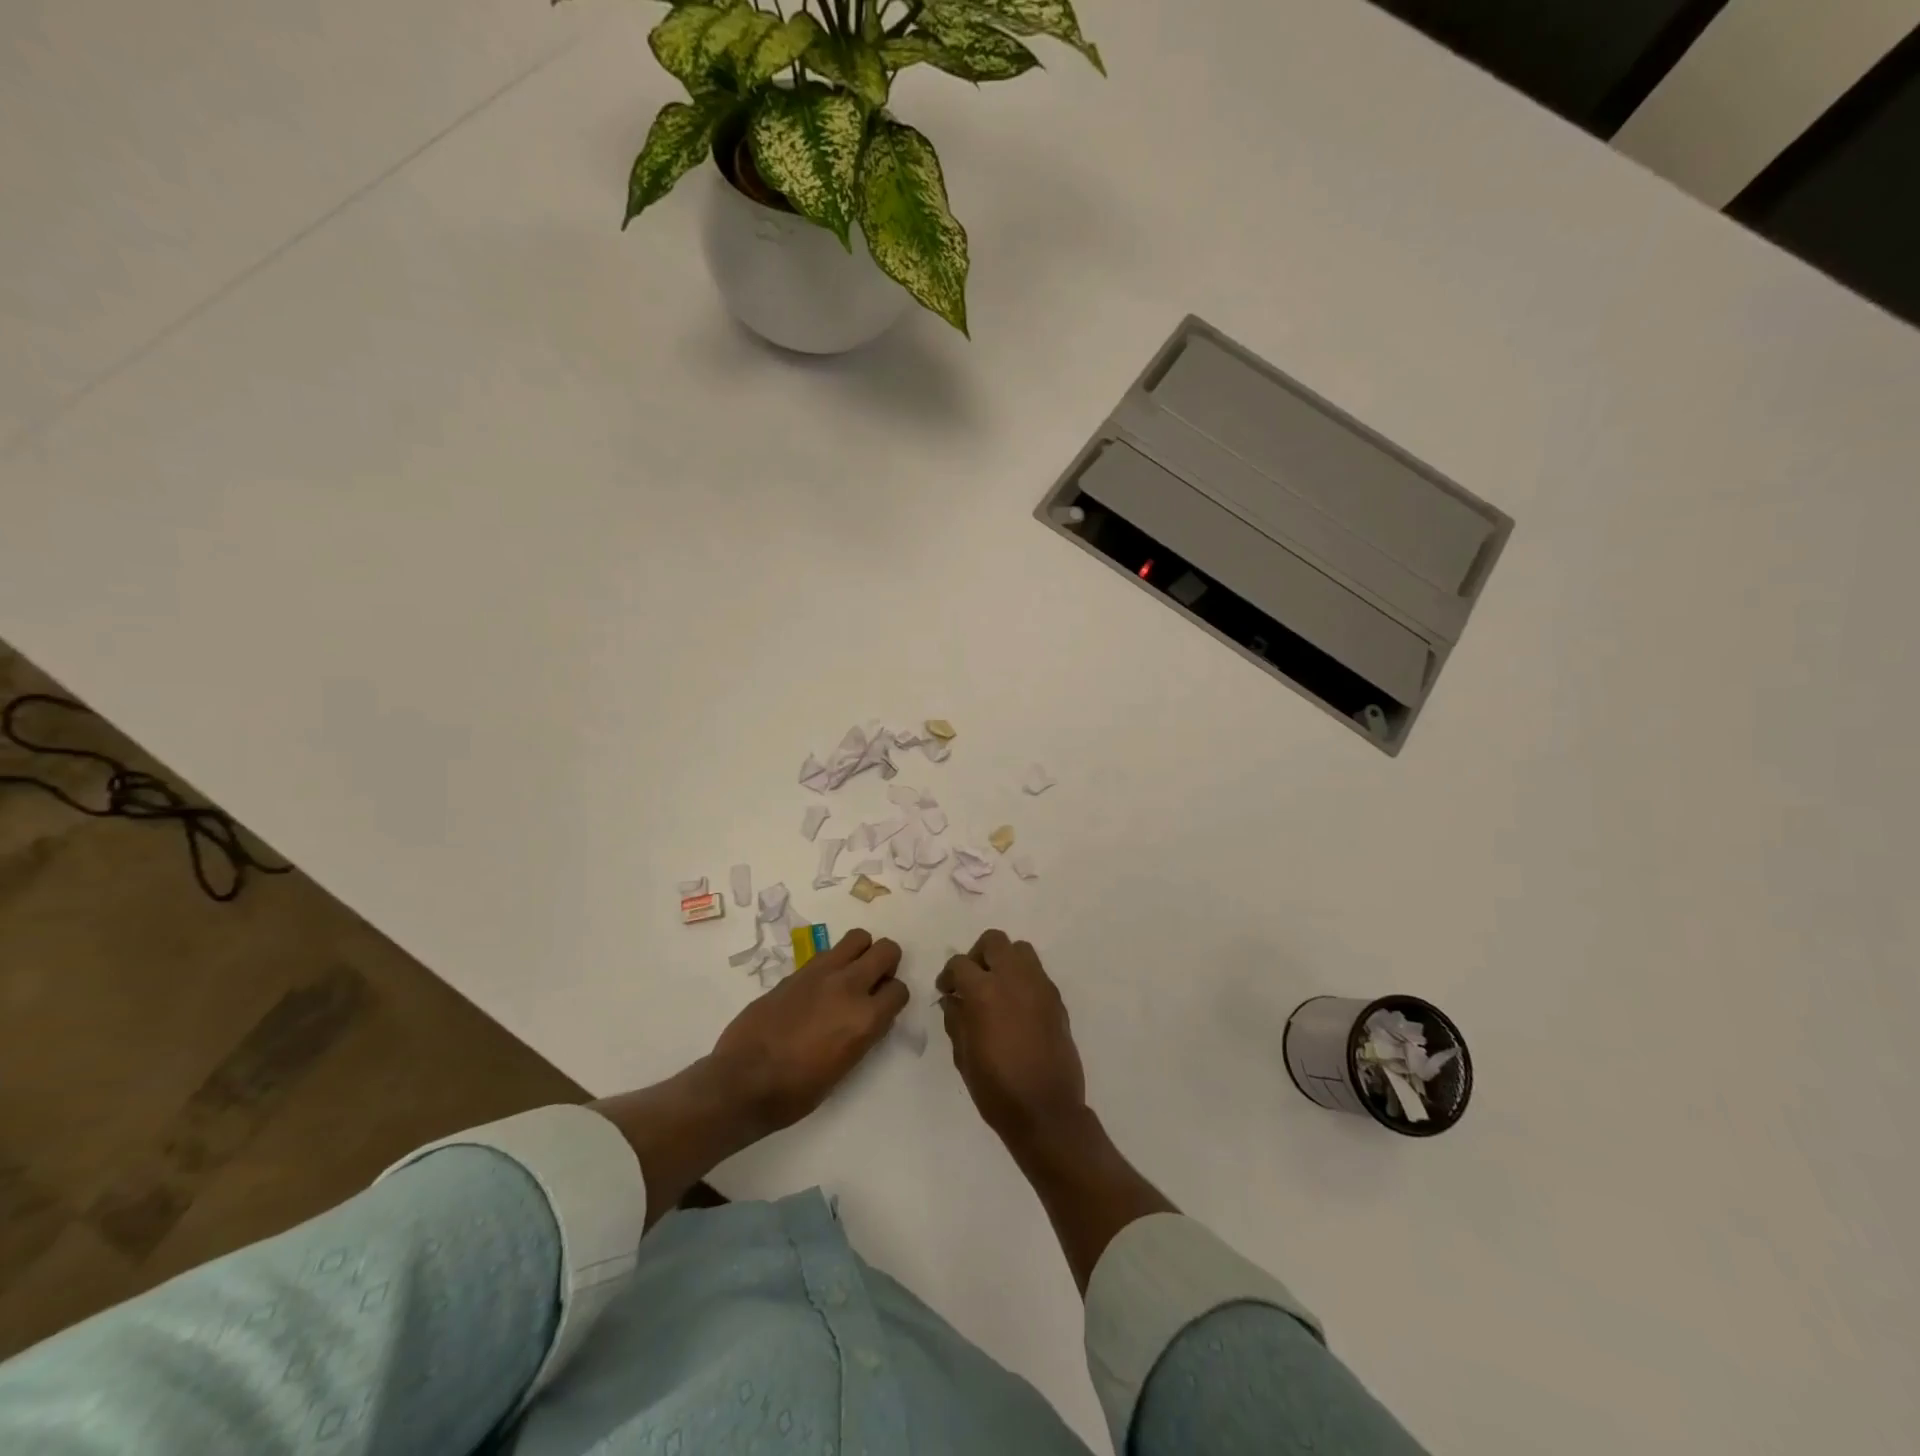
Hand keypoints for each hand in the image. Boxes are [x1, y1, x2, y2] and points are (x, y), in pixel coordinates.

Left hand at [711, 928, 907, 1133]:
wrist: (743, 1081)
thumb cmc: (796, 1091)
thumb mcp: (844, 1068)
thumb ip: (863, 1034)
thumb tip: (868, 1017)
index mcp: (865, 1019)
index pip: (899, 990)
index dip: (893, 999)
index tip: (883, 1008)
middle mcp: (849, 987)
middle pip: (887, 950)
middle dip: (887, 963)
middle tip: (873, 982)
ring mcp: (821, 974)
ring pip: (858, 938)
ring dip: (861, 953)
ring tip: (849, 975)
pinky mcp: (797, 971)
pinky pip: (827, 953)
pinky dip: (833, 962)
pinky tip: (819, 986)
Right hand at [937, 930, 1088, 1147]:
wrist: (1046, 1111)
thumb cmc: (996, 1088)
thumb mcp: (963, 1056)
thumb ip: (956, 1020)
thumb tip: (953, 1000)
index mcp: (984, 991)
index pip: (960, 963)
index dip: (948, 975)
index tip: (946, 991)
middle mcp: (1014, 979)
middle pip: (994, 941)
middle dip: (977, 955)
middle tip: (971, 980)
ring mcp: (1040, 986)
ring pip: (1020, 950)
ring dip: (1004, 961)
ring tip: (996, 989)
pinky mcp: (1057, 1000)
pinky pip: (1037, 974)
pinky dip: (1023, 979)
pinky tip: (1016, 1007)